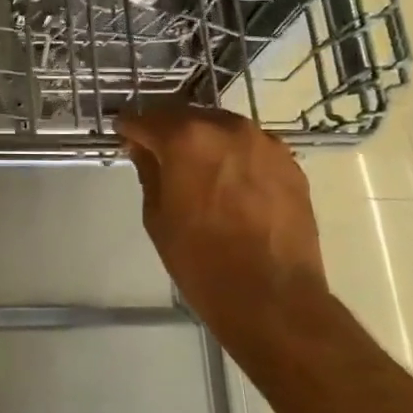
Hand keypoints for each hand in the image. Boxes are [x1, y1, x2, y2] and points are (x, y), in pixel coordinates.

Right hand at [116, 105, 327, 331]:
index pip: (147, 119)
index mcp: (186, 138)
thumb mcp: (158, 217)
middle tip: (156, 152)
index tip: (123, 134)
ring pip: (221, 127)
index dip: (130, 126)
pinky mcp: (289, 162)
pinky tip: (230, 182)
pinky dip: (234, 155)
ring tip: (195, 167)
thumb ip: (149, 172)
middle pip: (186, 116)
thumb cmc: (201, 260)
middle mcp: (226, 127)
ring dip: (203, 140)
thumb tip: (144, 149)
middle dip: (167, 130)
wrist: (273, 297)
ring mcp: (263, 142)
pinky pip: (250, 147)